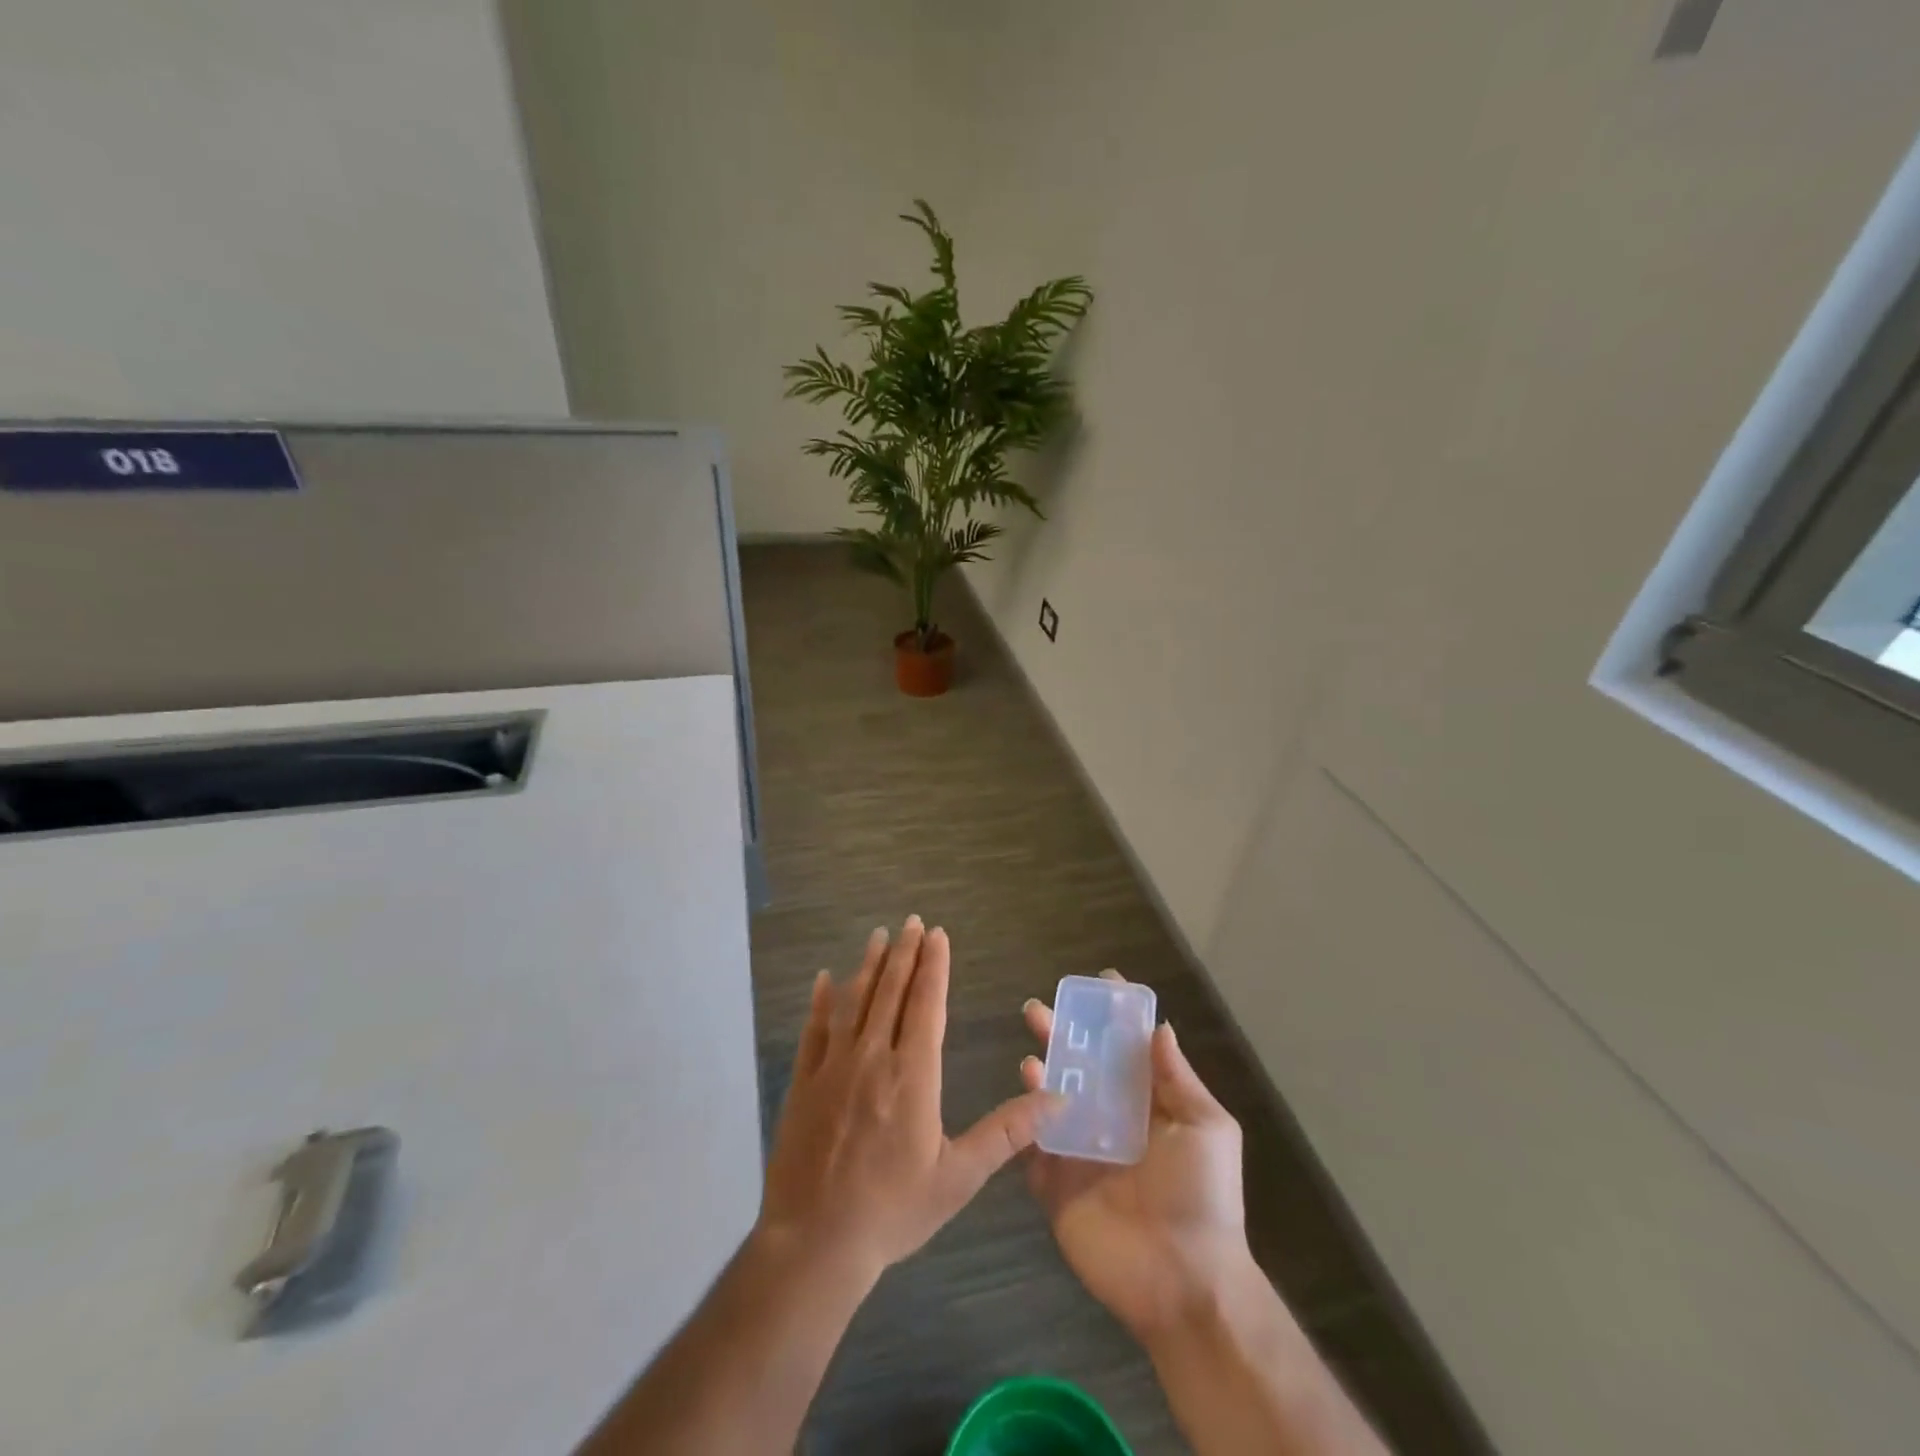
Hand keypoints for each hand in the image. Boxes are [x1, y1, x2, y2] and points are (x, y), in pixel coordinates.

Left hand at [758, 916, 1051, 1285]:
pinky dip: (820, 1002)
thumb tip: (1055, 1099)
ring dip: (868, 966)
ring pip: (853, 1002)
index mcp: (912, 1075)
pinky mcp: (803, 1083)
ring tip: (878, 936)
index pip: (926, 1005)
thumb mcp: (960, 1177)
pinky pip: (813, 1031)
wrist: (816, 1244)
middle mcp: (872, 1058)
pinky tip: (824, 980)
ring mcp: (832, 1067)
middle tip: (911, 922)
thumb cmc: (894, 1210)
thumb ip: (1007, 1133)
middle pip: (890, 992)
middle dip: (904, 953)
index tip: (937, 934)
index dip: (933, 967)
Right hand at [1020, 971, 1257, 1342]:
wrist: (1185, 1283)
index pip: (1126, 1051)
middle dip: (1062, 1035)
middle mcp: (1111, 1120)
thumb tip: (1159, 1026)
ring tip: (1031, 1048)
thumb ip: (1178, 1078)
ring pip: (1052, 1098)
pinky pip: (1033, 1143)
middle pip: (1081, 1067)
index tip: (1099, 983)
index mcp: (1148, 1106)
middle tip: (1038, 1009)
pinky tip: (1023, 1090)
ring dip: (1041, 1068)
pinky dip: (1024, 1117)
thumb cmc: (1202, 1196)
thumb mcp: (1207, 1128)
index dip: (1114, 1018)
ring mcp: (1080, 1151)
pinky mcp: (1055, 1183)